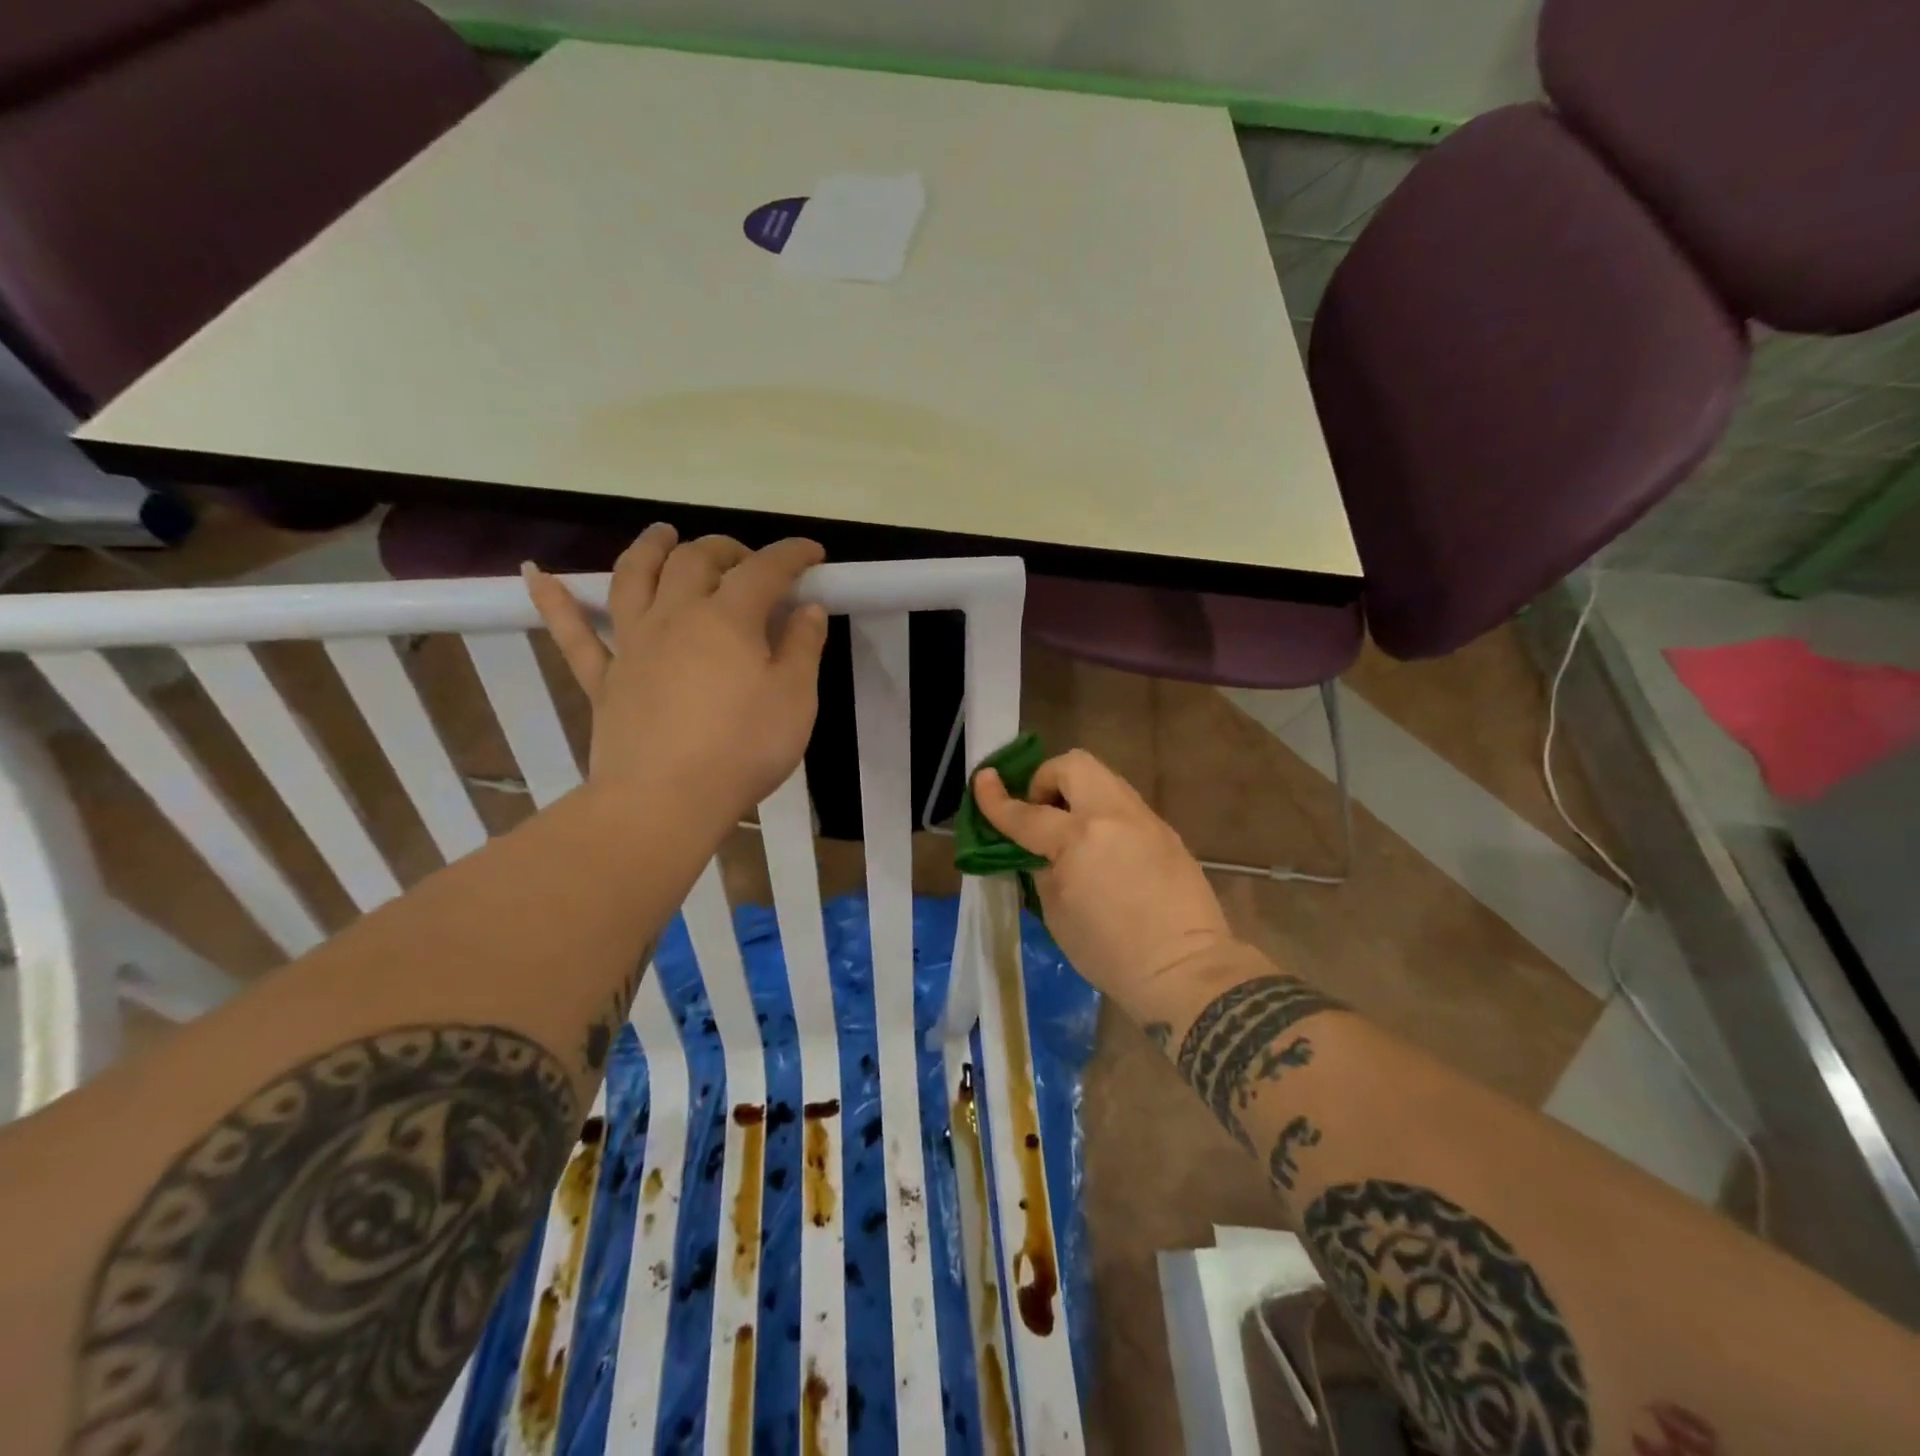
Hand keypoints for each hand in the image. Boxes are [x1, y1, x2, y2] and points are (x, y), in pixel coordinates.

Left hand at [525, 525, 829, 825]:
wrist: (665, 801)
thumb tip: (808, 609)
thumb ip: (803, 648)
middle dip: (726, 548)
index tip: (814, 553)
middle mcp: (675, 615)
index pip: (765, 570)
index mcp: (727, 618)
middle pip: (695, 560)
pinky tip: (535, 574)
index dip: (792, 554)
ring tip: (662, 533)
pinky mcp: (603, 678)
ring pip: (633, 577)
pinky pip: (572, 633)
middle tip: (748, 559)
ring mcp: (632, 644)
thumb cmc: (743, 750)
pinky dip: (553, 600)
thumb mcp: (796, 700)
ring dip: (649, 548)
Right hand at [973, 749, 1242, 1013]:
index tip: (982, 781)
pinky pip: (1124, 806)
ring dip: (1077, 794)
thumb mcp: (1057, 914)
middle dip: (1047, 779)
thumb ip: (1042, 870)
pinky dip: (1103, 815)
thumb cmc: (1111, 953)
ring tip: (1070, 832)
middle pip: (1074, 764)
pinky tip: (1103, 851)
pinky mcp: (1166, 833)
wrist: (1187, 971)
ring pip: (1103, 779)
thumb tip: (1038, 852)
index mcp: (1079, 838)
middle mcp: (1113, 815)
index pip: (1027, 812)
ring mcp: (1145, 820)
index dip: (996, 799)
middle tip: (1040, 813)